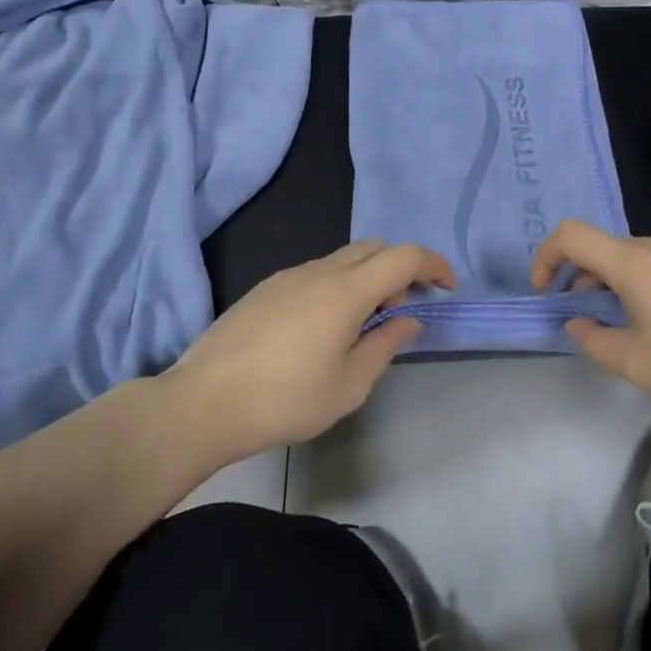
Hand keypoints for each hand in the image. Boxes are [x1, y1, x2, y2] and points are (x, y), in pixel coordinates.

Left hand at [163, 240, 454, 461]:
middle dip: (402, 268)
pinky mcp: (266, 288)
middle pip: (375, 247)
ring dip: (368, 277)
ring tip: (365, 324)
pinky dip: (339, 284)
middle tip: (405, 308)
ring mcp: (289, 276)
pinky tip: (325, 327)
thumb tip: (409, 320)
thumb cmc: (285, 400)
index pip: (404, 256)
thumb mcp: (349, 385)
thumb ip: (385, 345)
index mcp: (346, 291)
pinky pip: (317, 272)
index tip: (447, 289)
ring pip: (344, 258)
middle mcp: (320, 271)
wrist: (204, 402)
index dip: (434, 265)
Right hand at [531, 219, 650, 405]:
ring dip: (617, 287)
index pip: (571, 235)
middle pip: (604, 250)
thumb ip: (595, 342)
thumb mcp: (638, 363)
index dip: (546, 256)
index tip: (546, 291)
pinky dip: (648, 287)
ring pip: (636, 260)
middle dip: (583, 281)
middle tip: (588, 321)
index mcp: (633, 262)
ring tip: (631, 329)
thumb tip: (578, 324)